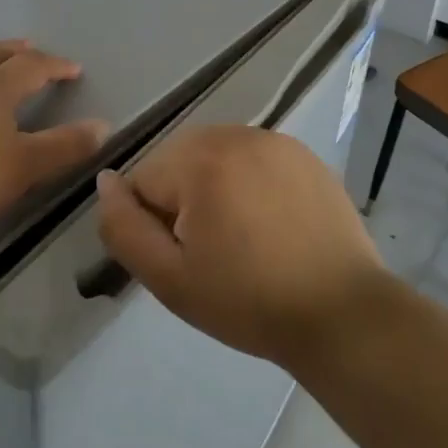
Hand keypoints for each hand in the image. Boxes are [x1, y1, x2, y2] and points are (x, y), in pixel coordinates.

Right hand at [95, 125, 386, 370]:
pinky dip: (248, 181)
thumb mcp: (169, 279)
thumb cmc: (248, 302)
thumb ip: (124, 227)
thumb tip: (106, 181)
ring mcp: (274, 140)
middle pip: (178, 160)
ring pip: (215, 156)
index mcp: (199, 160)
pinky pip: (252, 157)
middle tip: (212, 251)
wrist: (341, 313)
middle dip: (181, 199)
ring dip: (214, 186)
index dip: (153, 224)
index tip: (186, 259)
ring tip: (242, 236)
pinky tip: (270, 221)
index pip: (142, 180)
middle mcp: (234, 135)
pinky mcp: (302, 153)